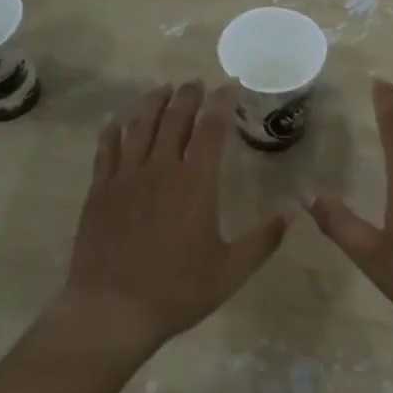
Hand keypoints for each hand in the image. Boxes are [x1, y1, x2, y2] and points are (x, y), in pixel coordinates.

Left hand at [59, 81, 288, 356]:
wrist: (112, 310)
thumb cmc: (178, 291)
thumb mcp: (231, 271)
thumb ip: (264, 240)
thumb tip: (292, 213)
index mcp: (195, 184)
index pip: (211, 128)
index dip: (221, 102)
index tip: (231, 84)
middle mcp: (159, 169)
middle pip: (173, 118)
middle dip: (187, 95)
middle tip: (196, 82)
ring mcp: (125, 178)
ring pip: (138, 126)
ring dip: (152, 103)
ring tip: (162, 89)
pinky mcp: (99, 192)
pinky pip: (105, 151)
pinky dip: (112, 131)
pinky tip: (114, 122)